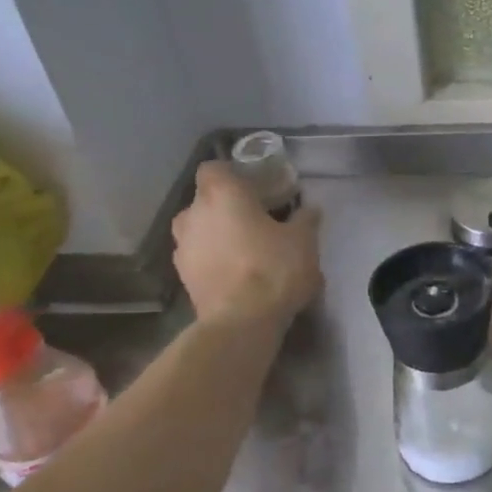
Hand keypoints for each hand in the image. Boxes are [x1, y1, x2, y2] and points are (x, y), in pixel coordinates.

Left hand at [171, 162, 321, 325]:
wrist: (241, 322)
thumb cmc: (273, 269)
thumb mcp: (304, 241)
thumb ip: (305, 219)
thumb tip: (309, 209)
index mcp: (222, 194)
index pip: (214, 168)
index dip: (232, 175)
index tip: (253, 186)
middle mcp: (193, 214)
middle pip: (206, 200)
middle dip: (228, 207)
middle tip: (256, 220)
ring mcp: (183, 247)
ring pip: (200, 230)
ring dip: (218, 234)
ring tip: (247, 250)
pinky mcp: (182, 277)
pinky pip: (200, 257)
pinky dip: (214, 260)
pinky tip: (238, 274)